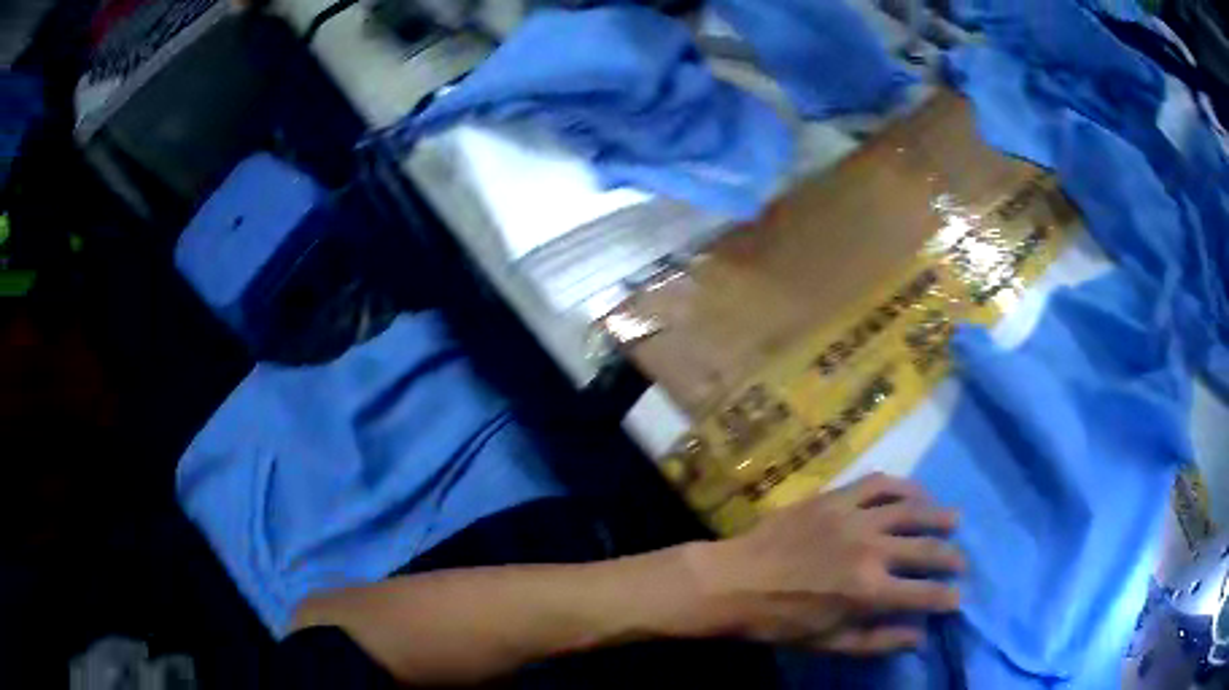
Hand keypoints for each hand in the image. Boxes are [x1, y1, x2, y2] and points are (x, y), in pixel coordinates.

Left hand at [684, 473, 963, 654]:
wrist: (734, 581)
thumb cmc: (779, 620)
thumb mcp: (828, 643)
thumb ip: (878, 641)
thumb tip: (920, 637)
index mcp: (868, 591)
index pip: (924, 594)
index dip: (947, 597)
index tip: (959, 598)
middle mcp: (870, 549)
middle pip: (926, 549)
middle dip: (951, 557)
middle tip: (961, 561)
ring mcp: (854, 517)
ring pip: (910, 509)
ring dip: (937, 514)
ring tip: (953, 519)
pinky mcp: (836, 497)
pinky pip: (879, 483)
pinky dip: (903, 486)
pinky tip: (914, 493)